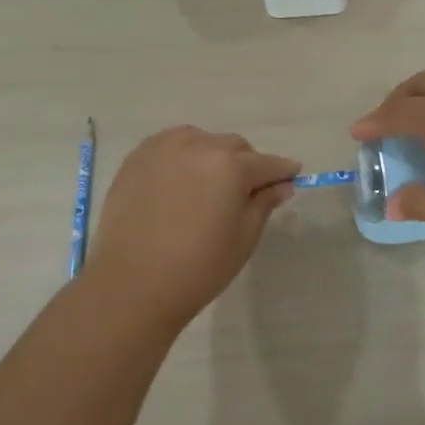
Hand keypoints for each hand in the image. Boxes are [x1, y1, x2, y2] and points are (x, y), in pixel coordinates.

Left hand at [83, 127, 299, 331]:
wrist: (133, 284)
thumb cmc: (199, 267)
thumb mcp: (244, 237)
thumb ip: (264, 203)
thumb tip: (282, 185)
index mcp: (231, 166)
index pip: (268, 163)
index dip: (283, 171)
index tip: (292, 176)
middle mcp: (199, 146)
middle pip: (235, 147)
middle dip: (247, 164)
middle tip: (246, 191)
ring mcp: (164, 149)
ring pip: (202, 140)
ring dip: (213, 155)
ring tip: (210, 185)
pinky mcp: (137, 159)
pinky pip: (170, 145)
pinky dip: (183, 155)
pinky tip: (181, 179)